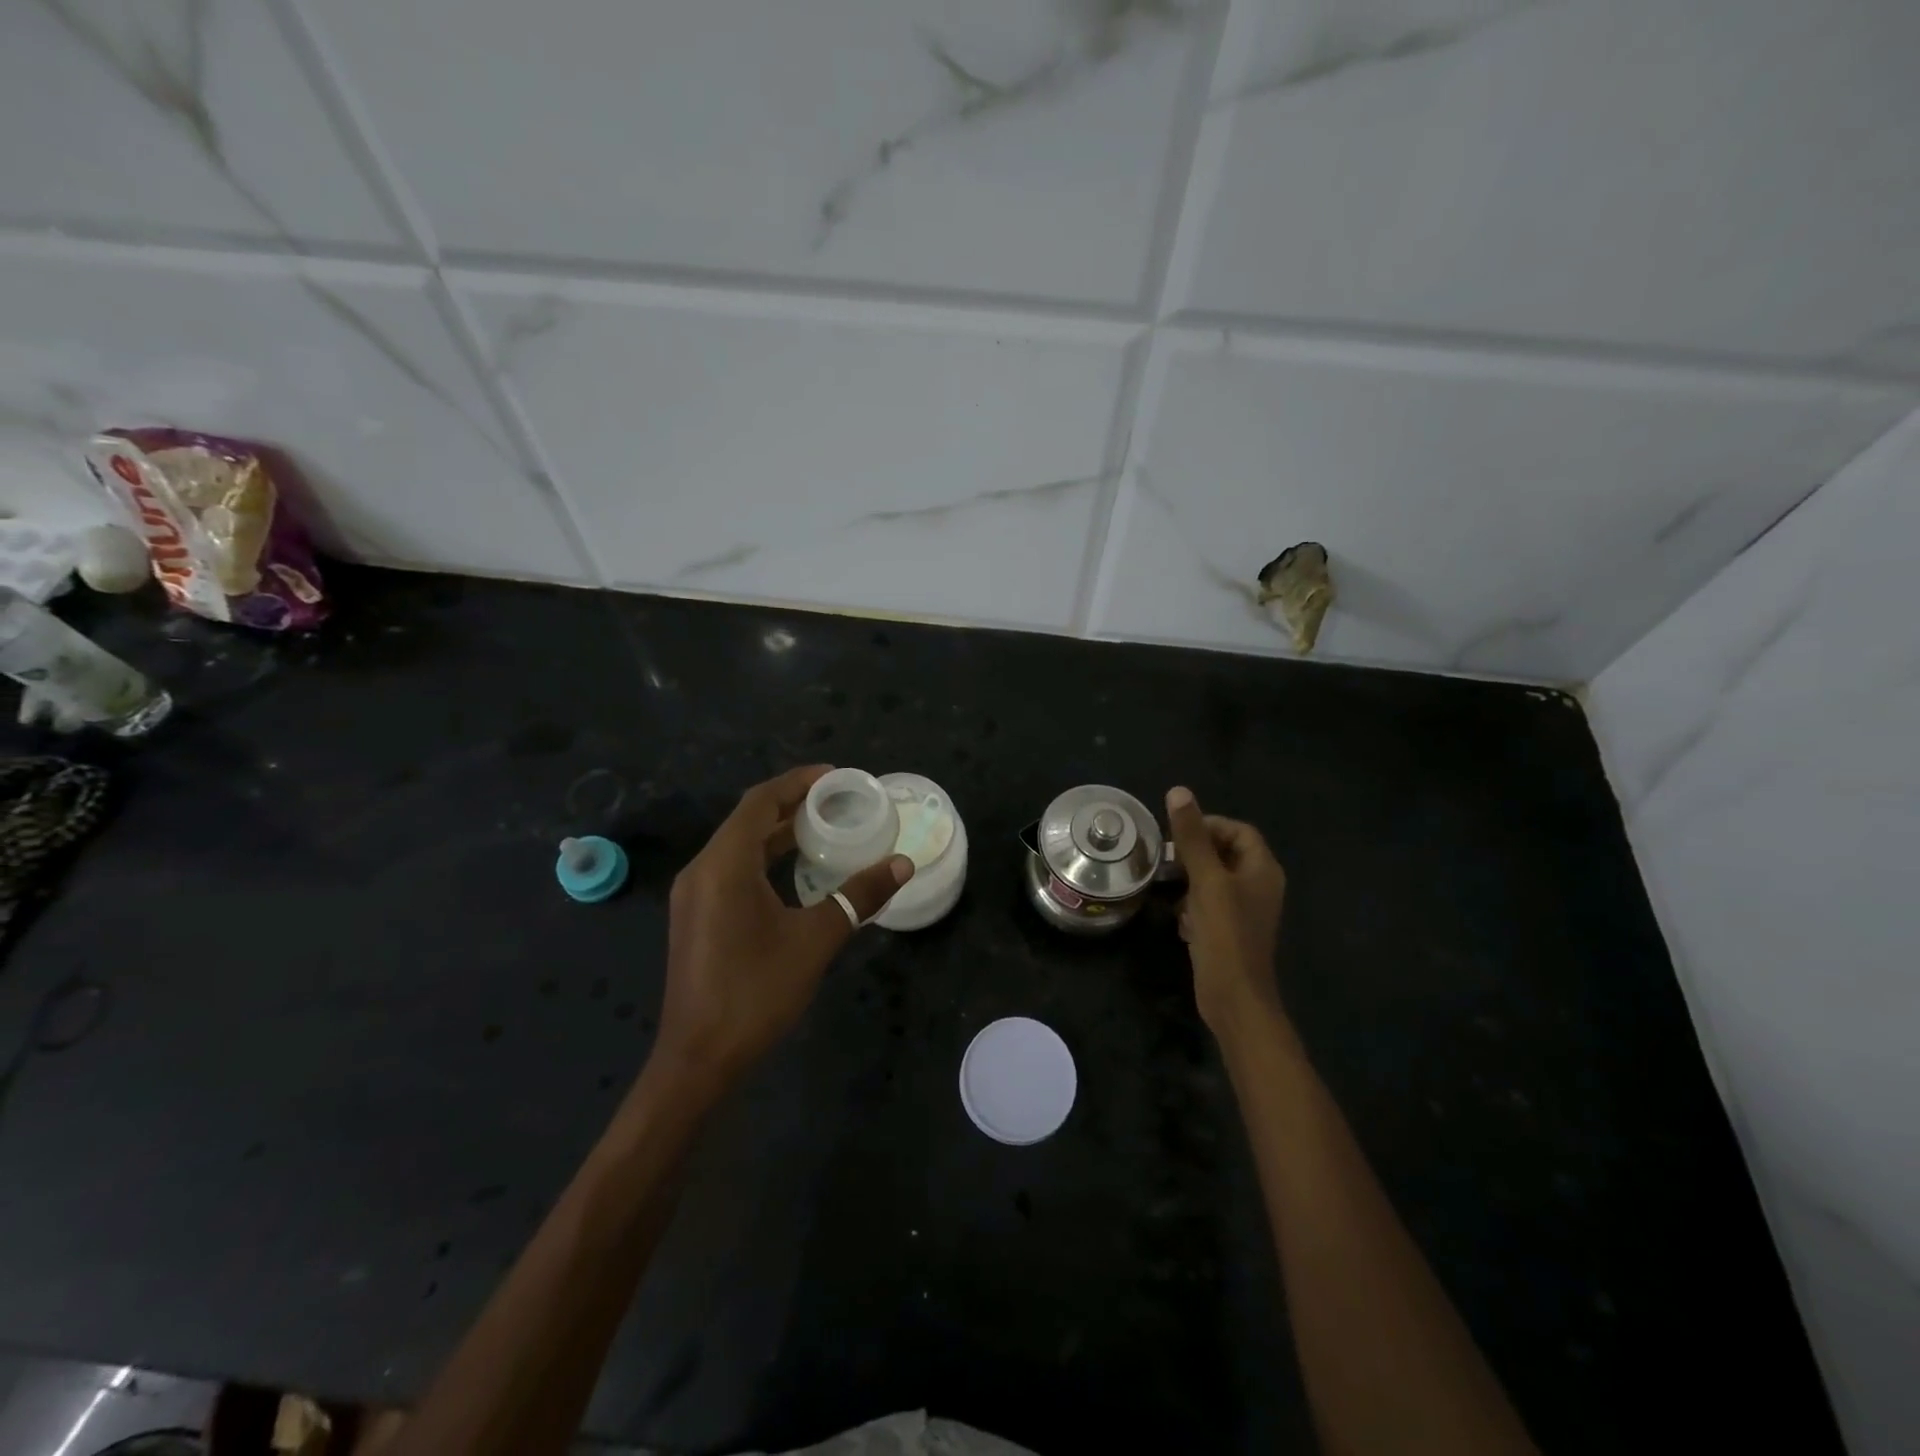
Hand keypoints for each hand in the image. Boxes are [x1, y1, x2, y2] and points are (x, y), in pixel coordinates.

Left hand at [656, 765, 912, 1090]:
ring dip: (779, 832)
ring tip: (825, 827)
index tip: (836, 776)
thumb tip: (902, 864)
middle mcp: (702, 870)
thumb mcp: (816, 940)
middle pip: (748, 820)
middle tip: (839, 801)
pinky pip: (732, 869)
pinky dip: (765, 859)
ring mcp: (695, 895)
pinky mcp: (697, 917)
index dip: (798, 782)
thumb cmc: (756, 992)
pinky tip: (795, 871)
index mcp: (724, 865)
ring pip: (739, 846)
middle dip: (792, 804)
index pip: (760, 802)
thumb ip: (859, 896)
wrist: (698, 1060)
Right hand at [1165, 786, 1287, 1039]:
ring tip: (1168, 886)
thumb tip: (1178, 791)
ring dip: (1190, 880)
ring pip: (1214, 880)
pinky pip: (1210, 905)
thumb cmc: (1225, 934)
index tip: (1178, 834)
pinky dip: (1193, 906)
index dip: (1209, 825)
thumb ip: (1191, 837)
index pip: (1239, 831)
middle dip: (1195, 854)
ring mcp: (1245, 911)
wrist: (1234, 997)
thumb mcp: (1205, 880)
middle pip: (1225, 853)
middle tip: (1166, 859)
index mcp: (1262, 869)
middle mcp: (1259, 886)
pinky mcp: (1230, 931)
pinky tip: (1180, 918)